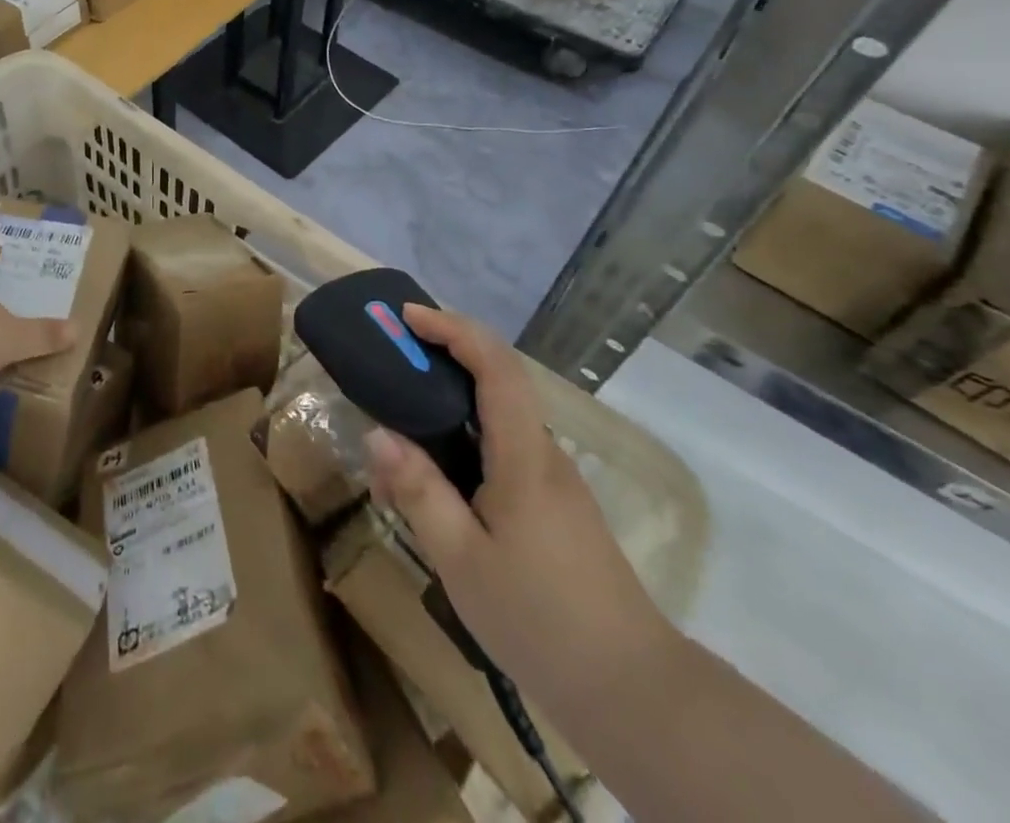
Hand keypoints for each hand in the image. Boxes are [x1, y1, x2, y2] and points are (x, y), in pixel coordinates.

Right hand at [364, 305, 670, 694]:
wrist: (632, 691)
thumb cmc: (539, 619)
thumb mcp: (462, 559)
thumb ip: (419, 491)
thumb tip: (377, 433)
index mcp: (524, 456)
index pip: (496, 365)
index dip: (454, 329)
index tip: (409, 318)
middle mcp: (543, 453)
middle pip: (499, 379)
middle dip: (447, 353)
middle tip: (395, 356)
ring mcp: (553, 480)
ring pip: (499, 417)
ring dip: (452, 400)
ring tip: (401, 424)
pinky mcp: (555, 506)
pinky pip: (504, 449)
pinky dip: (465, 439)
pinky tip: (437, 480)